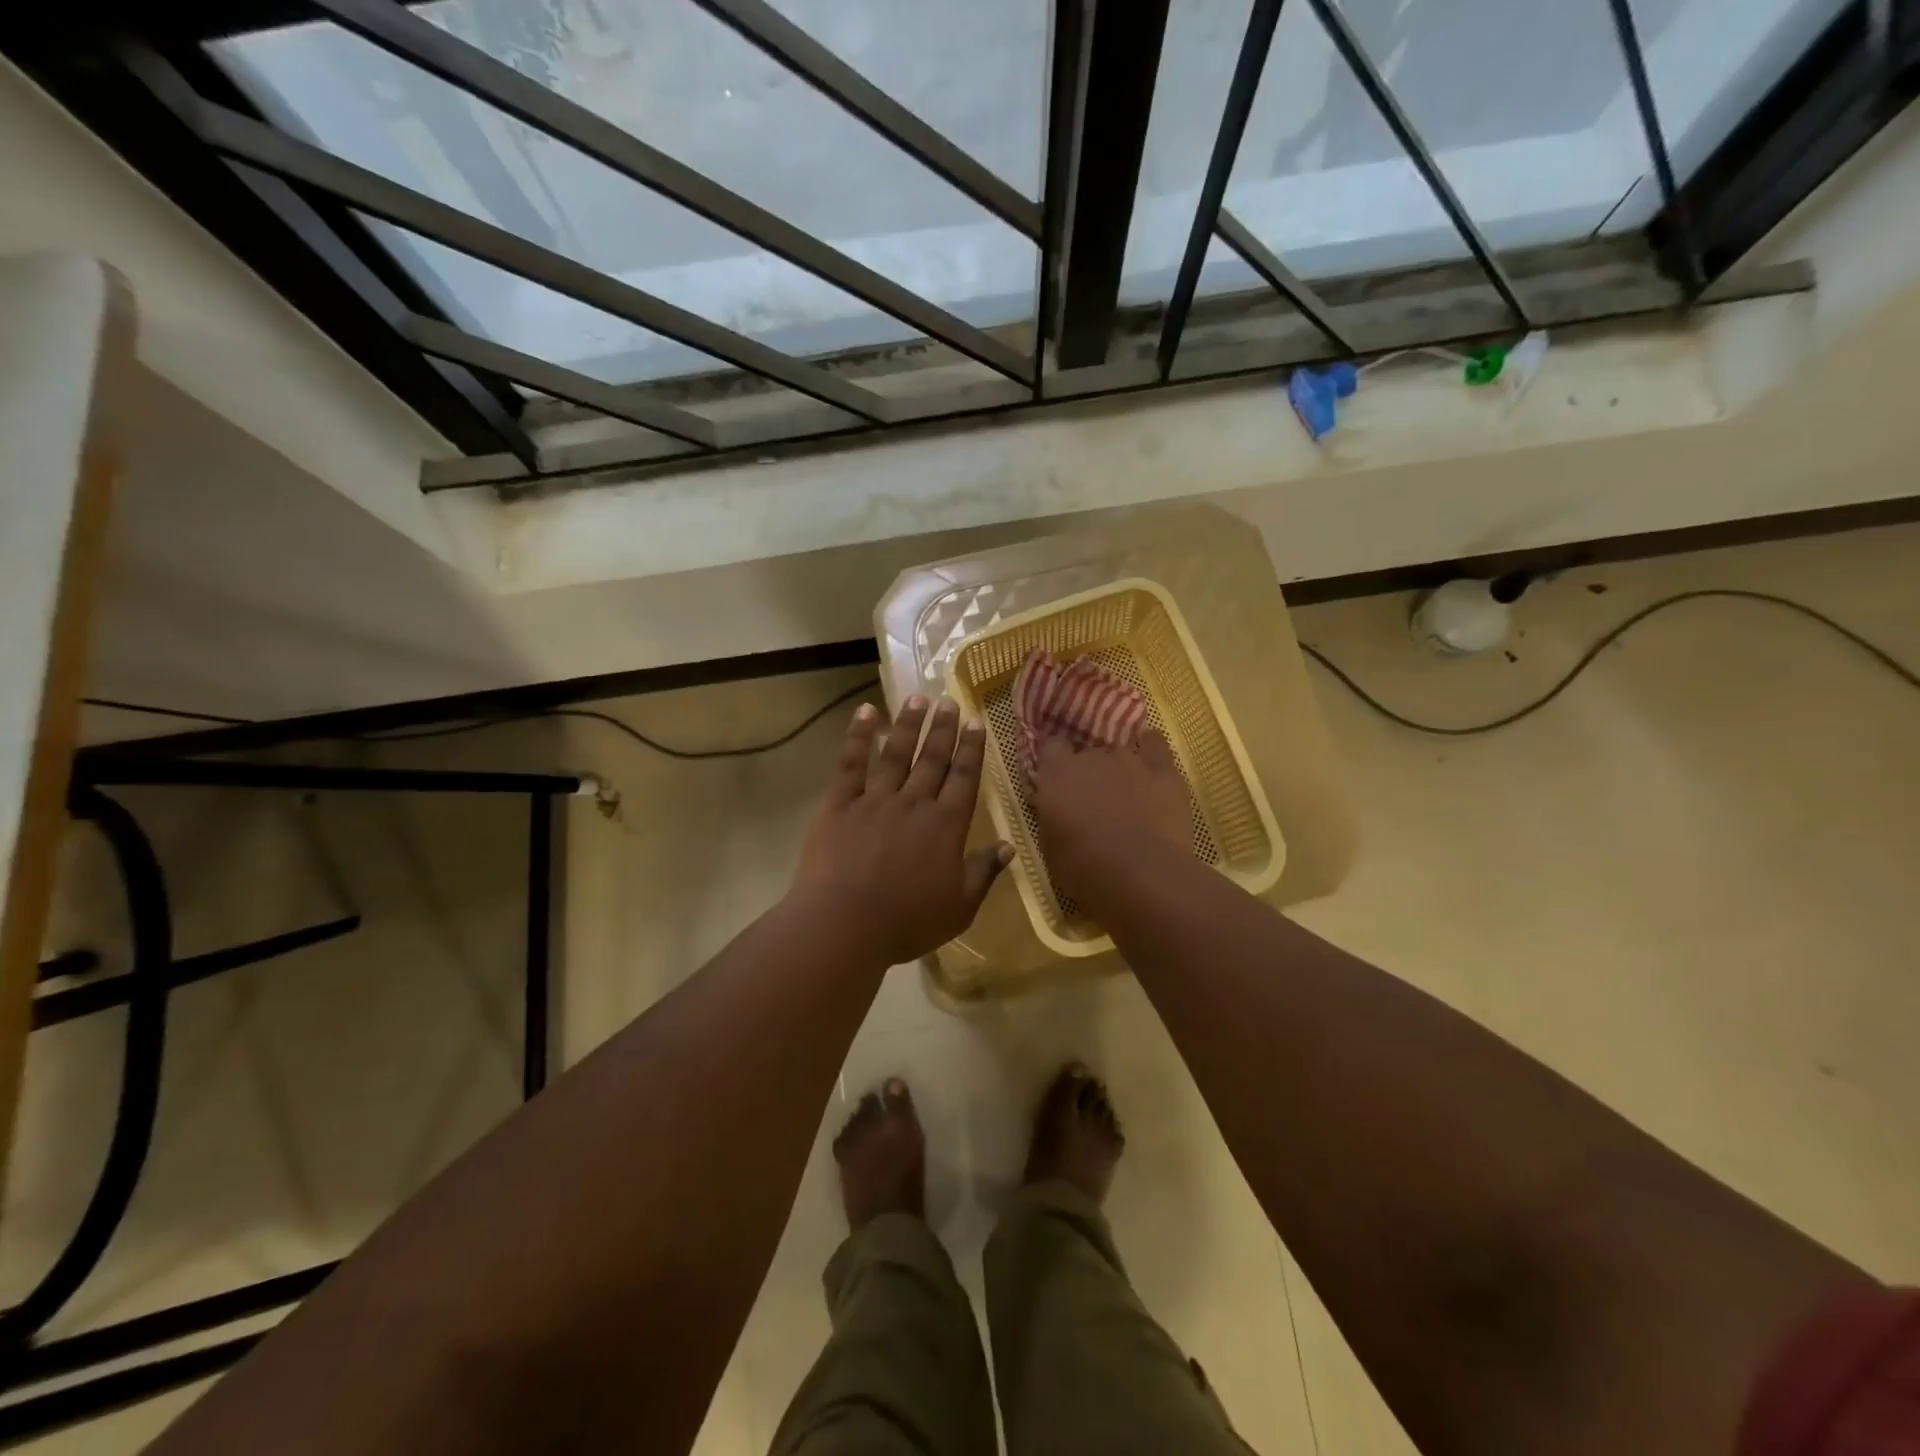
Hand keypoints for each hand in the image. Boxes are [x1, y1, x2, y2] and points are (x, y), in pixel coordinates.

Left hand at [792, 695, 1011, 964]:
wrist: (845, 923)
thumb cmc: (907, 921)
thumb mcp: (959, 906)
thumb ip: (984, 872)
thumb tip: (1009, 846)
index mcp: (946, 825)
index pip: (964, 778)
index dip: (971, 749)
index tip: (976, 721)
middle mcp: (914, 803)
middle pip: (932, 759)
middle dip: (943, 728)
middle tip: (950, 700)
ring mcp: (875, 799)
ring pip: (896, 753)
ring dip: (908, 724)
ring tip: (918, 699)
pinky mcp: (840, 803)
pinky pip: (851, 763)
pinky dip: (858, 735)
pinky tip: (867, 712)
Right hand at [1030, 731, 1192, 908]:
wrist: (1140, 874)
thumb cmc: (1085, 868)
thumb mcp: (1051, 846)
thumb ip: (1053, 817)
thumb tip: (1059, 811)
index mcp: (1058, 774)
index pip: (1052, 747)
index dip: (1056, 761)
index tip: (1059, 779)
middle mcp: (1091, 757)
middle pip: (1088, 754)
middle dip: (1089, 773)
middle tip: (1094, 802)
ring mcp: (1129, 760)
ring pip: (1120, 753)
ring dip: (1119, 770)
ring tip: (1126, 795)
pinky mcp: (1163, 770)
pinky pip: (1155, 745)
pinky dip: (1151, 750)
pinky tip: (1151, 766)